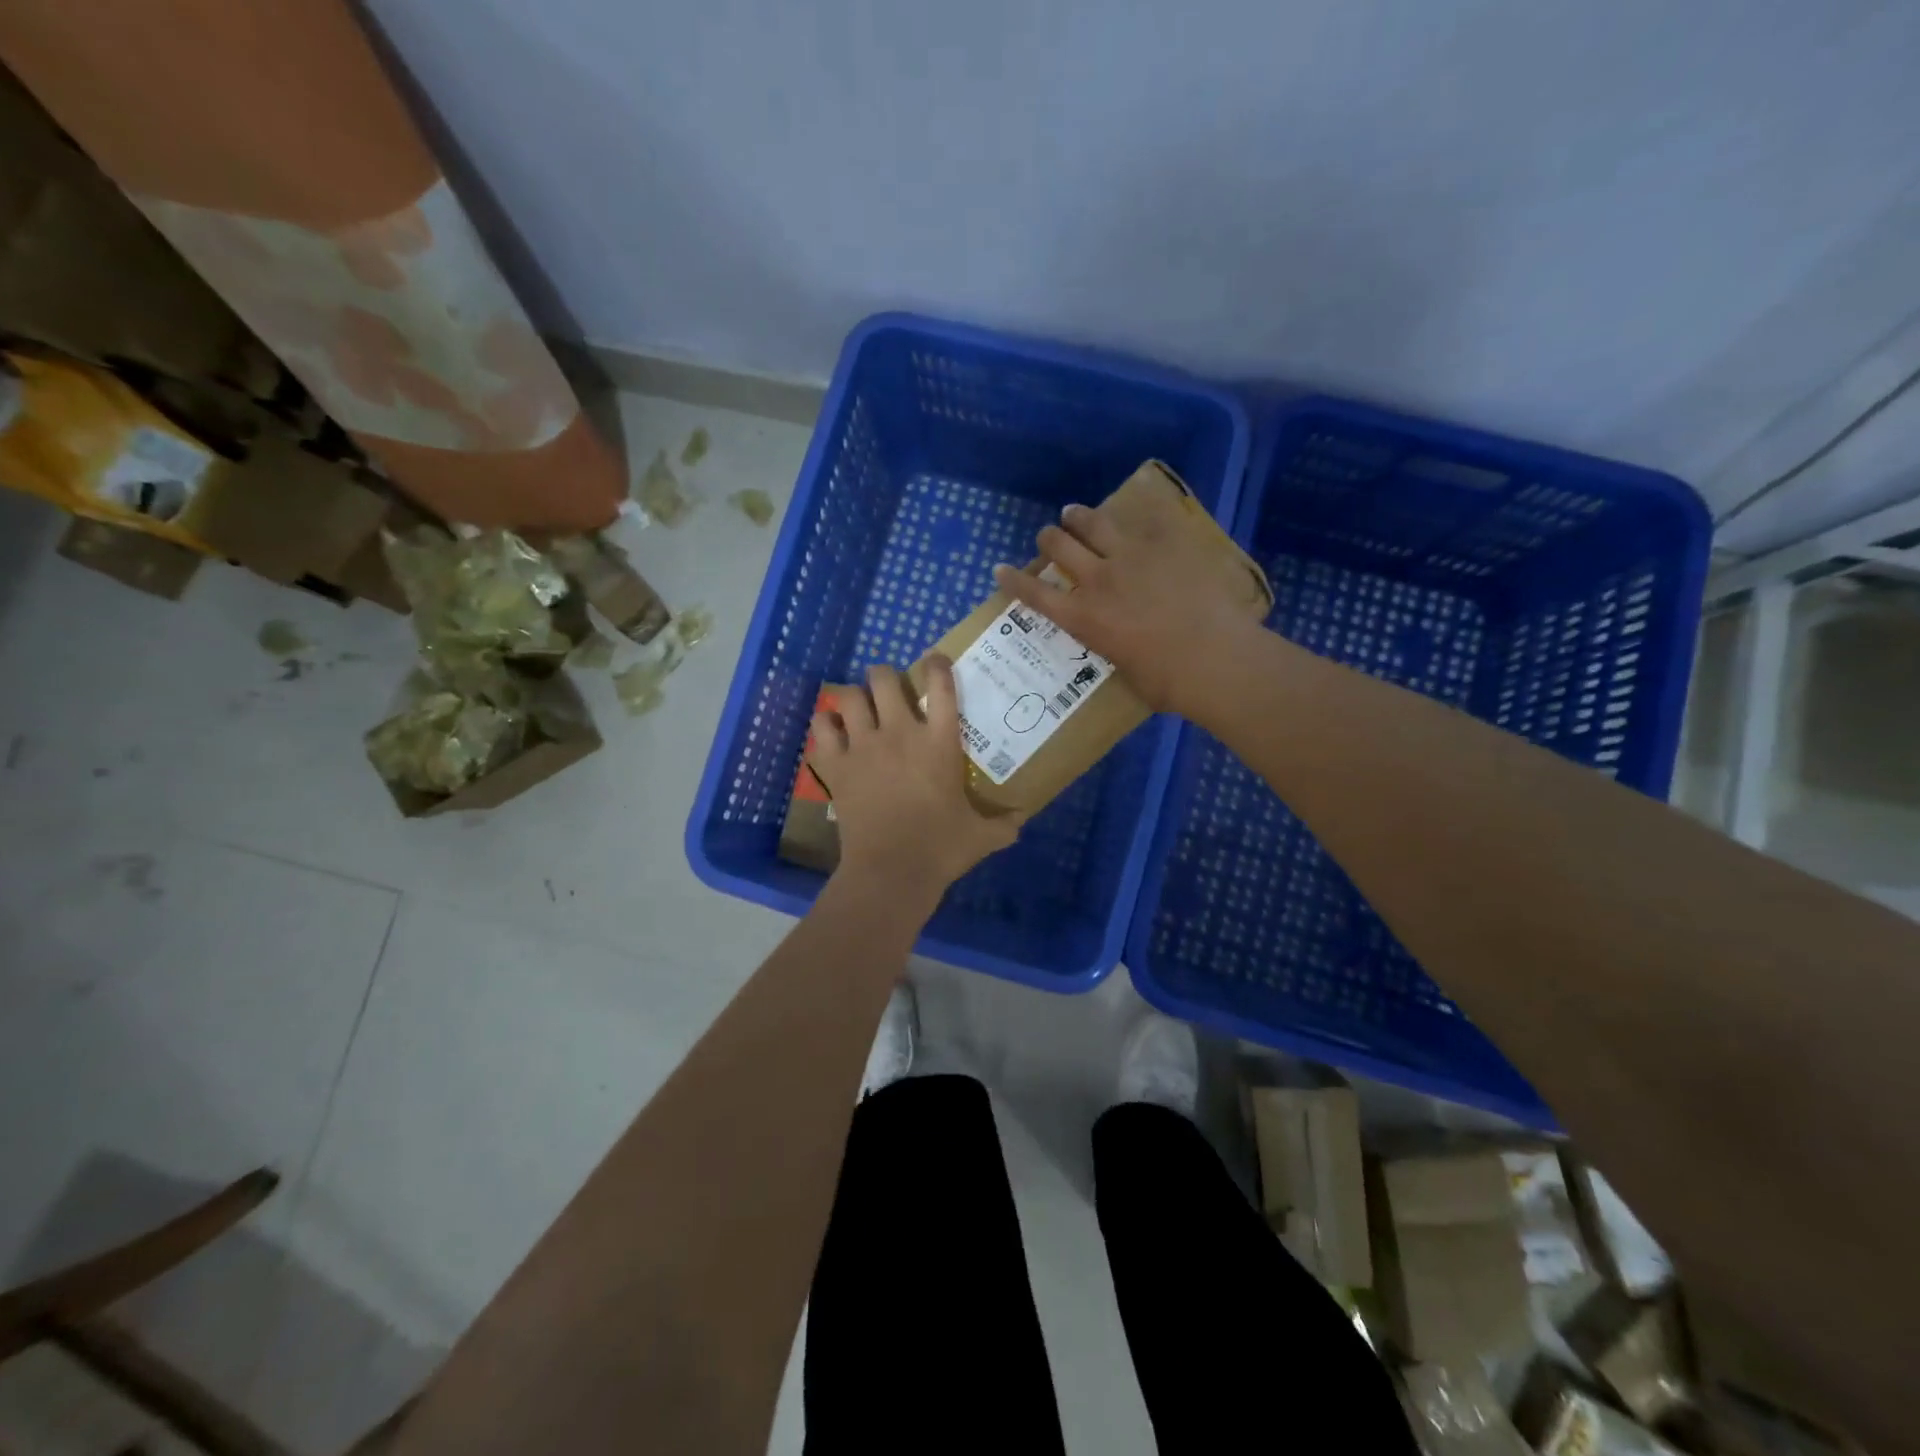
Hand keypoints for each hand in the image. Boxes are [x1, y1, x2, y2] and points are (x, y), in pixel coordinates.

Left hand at [808, 659, 1023, 902]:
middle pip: (884, 678)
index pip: (940, 685)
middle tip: (888, 689)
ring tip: (858, 708)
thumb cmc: (941, 849)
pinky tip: (833, 733)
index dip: (937, 665)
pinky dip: (825, 724)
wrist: (891, 871)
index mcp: (939, 742)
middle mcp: (899, 732)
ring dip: (853, 697)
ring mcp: (863, 746)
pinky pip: (821, 728)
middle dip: (884, 676)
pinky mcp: (836, 766)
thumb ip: (1003, 825)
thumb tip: (1022, 820)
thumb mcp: (982, 837)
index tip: (935, 662)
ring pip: (848, 695)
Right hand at [994, 502, 1266, 715]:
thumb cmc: (1169, 683)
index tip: (1000, 569)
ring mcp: (1132, 556)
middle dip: (1048, 539)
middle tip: (1049, 538)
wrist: (1216, 658)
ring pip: (1093, 522)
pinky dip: (1135, 512)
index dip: (1013, 580)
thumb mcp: (1125, 672)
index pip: (1034, 594)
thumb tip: (1120, 644)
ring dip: (1078, 516)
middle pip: (1059, 546)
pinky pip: (1146, 517)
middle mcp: (1098, 580)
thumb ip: (1114, 649)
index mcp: (1083, 618)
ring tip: (1074, 513)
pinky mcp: (1167, 543)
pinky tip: (1135, 507)